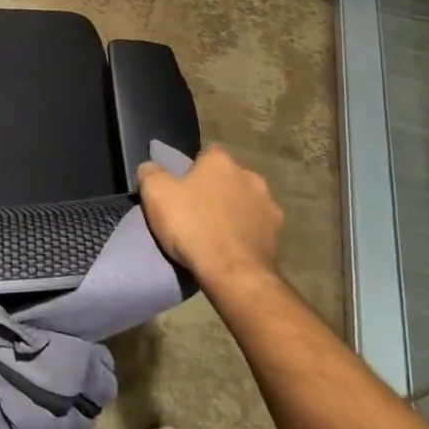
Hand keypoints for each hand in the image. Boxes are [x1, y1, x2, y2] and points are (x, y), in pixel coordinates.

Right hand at [137, 145, 281, 291]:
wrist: (232, 273)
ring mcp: (269, 205)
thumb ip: (151, 173)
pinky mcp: (278, 234)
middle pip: (227, 178)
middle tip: (196, 211)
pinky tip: (233, 248)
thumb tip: (150, 167)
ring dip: (234, 211)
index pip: (205, 155)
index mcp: (221, 161)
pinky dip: (246, 233)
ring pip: (245, 202)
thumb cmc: (192, 226)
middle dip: (215, 190)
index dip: (192, 171)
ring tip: (216, 233)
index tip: (181, 190)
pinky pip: (257, 227)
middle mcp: (250, 176)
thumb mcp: (156, 195)